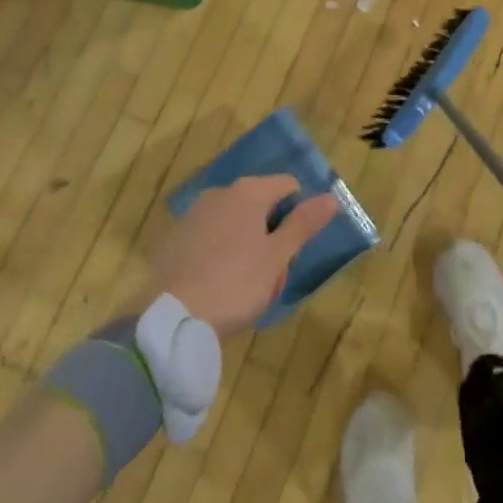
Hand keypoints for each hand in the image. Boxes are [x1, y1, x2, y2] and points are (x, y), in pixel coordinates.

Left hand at [146, 175, 339, 338]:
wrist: (170, 317)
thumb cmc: (235, 283)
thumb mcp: (277, 258)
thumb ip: (303, 224)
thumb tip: (331, 197)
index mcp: (248, 192)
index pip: (288, 185)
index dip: (299, 214)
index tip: (295, 249)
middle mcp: (220, 193)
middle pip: (261, 205)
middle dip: (272, 236)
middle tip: (272, 277)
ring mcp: (194, 214)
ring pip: (235, 223)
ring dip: (248, 246)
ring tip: (246, 288)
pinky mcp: (175, 238)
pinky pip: (211, 238)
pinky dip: (221, 254)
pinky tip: (219, 286)